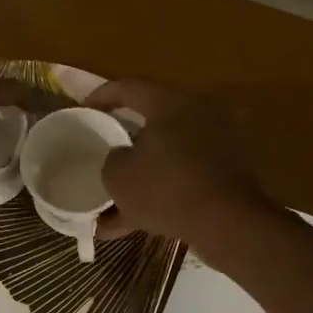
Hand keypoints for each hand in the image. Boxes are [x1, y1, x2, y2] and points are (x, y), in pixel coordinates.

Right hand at [89, 79, 274, 260]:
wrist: (228, 223)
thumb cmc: (166, 188)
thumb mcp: (119, 175)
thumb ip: (112, 159)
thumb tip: (121, 157)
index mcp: (170, 103)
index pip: (129, 87)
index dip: (101, 96)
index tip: (84, 110)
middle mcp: (199, 114)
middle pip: (152, 123)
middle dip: (124, 144)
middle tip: (103, 155)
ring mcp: (219, 144)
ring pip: (167, 158)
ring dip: (140, 179)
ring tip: (110, 209)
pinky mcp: (229, 174)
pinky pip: (184, 179)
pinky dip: (160, 196)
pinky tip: (133, 225)